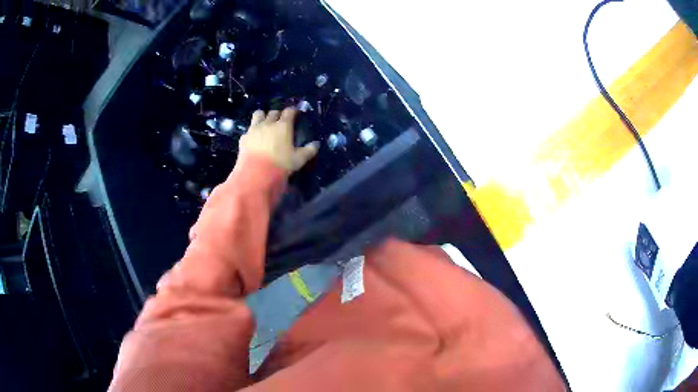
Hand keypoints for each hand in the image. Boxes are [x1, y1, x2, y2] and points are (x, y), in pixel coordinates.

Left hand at [239, 108, 318, 171]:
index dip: (293, 111)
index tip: (295, 114)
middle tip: (281, 121)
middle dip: (278, 114)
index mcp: (283, 126)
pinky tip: (254, 138)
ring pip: (258, 114)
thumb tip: (316, 144)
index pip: (289, 111)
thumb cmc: (280, 165)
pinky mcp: (244, 137)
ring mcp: (254, 129)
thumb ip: (308, 151)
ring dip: (263, 116)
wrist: (256, 174)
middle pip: (273, 112)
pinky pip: (249, 129)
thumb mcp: (298, 160)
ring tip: (265, 124)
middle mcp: (268, 123)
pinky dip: (253, 131)